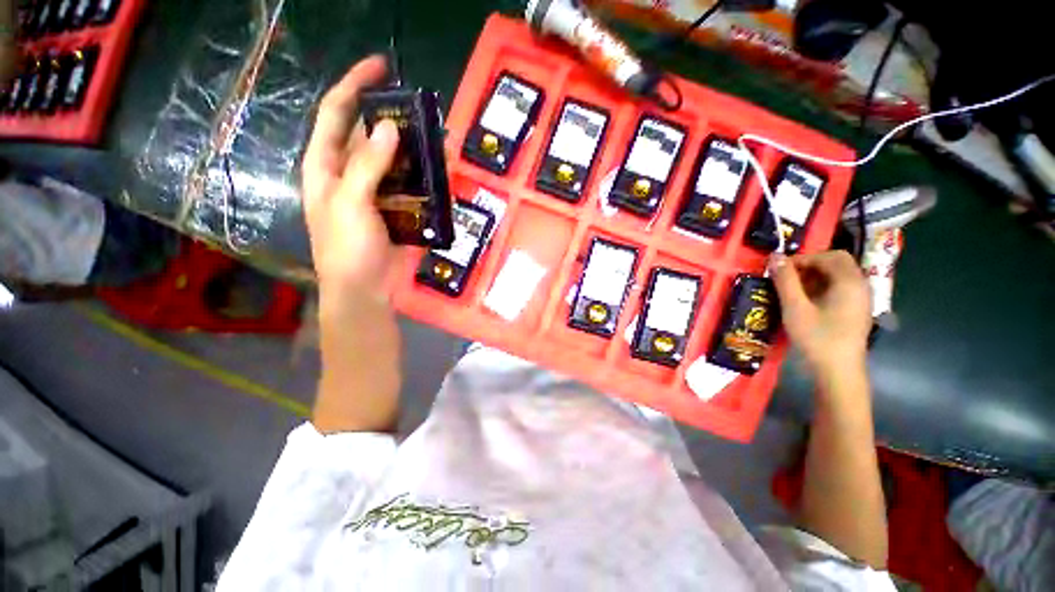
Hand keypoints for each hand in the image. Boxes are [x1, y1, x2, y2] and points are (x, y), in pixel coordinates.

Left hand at [302, 56, 403, 432]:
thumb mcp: (349, 204)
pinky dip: (426, 177)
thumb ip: (367, 166)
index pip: (337, 115)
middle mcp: (351, 173)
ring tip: (438, 140)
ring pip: (397, 160)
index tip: (382, 67)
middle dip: (393, 118)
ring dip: (416, 149)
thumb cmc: (347, 249)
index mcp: (327, 166)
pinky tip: (441, 172)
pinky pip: (413, 185)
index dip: (355, 87)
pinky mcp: (398, 209)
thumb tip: (390, 129)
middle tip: (423, 111)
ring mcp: (377, 192)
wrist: (366, 289)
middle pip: (371, 134)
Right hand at [770, 251, 871, 380]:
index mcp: (849, 282)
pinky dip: (821, 288)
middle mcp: (860, 286)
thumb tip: (774, 256)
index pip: (829, 255)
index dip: (803, 258)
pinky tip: (806, 302)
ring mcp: (860, 299)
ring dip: (814, 277)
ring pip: (837, 276)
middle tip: (787, 279)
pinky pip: (839, 289)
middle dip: (809, 266)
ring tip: (792, 291)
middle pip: (836, 263)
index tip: (781, 271)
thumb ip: (785, 280)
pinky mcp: (856, 310)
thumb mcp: (795, 307)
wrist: (838, 371)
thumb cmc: (817, 337)